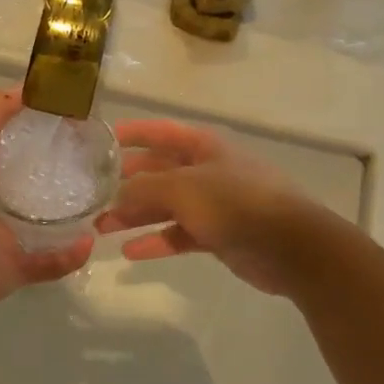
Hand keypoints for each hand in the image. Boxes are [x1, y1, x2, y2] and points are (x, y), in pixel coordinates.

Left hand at [0, 88, 93, 317]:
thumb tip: (30, 86)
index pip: (15, 142)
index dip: (42, 128)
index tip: (78, 118)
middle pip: (33, 182)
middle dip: (64, 173)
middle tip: (99, 162)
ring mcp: (3, 236)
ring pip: (46, 224)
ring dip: (72, 217)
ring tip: (103, 202)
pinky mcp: (14, 268)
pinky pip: (50, 262)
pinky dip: (70, 255)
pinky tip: (89, 242)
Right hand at [93, 119, 323, 296]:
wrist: (291, 246)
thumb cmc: (236, 203)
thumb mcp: (184, 187)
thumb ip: (146, 187)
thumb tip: (119, 193)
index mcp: (204, 147)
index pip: (161, 132)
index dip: (132, 133)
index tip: (101, 140)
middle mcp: (207, 170)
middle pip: (160, 171)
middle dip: (127, 182)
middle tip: (93, 194)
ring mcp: (214, 204)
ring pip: (166, 205)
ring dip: (136, 215)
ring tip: (102, 227)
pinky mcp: (218, 235)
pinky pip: (180, 234)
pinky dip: (157, 241)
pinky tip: (130, 252)